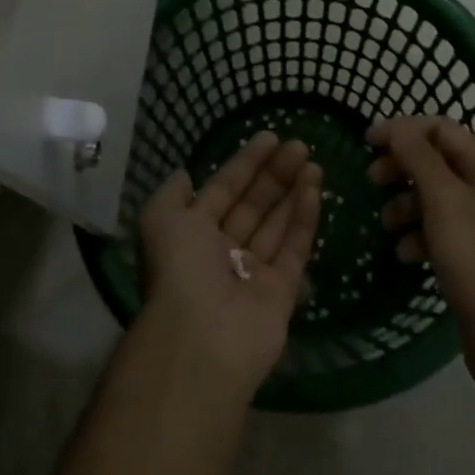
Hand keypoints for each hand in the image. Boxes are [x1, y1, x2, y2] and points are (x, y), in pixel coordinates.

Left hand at [137, 132, 321, 402]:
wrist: (201, 338)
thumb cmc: (179, 269)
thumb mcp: (160, 219)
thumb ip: (172, 194)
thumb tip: (184, 175)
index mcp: (193, 233)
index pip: (224, 189)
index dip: (245, 163)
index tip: (270, 137)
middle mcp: (224, 250)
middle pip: (254, 203)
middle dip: (274, 174)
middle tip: (299, 145)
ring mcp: (254, 271)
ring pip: (277, 222)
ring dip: (294, 191)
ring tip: (313, 161)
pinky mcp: (282, 291)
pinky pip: (295, 247)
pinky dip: (305, 217)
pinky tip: (315, 188)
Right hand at [368, 116, 474, 407]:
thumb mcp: (444, 200)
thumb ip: (418, 157)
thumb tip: (396, 126)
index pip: (439, 128)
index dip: (402, 130)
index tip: (366, 143)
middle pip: (434, 160)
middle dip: (400, 167)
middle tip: (371, 180)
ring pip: (432, 197)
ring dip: (404, 204)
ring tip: (386, 225)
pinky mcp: (472, 257)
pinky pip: (437, 231)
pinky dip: (417, 235)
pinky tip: (405, 255)